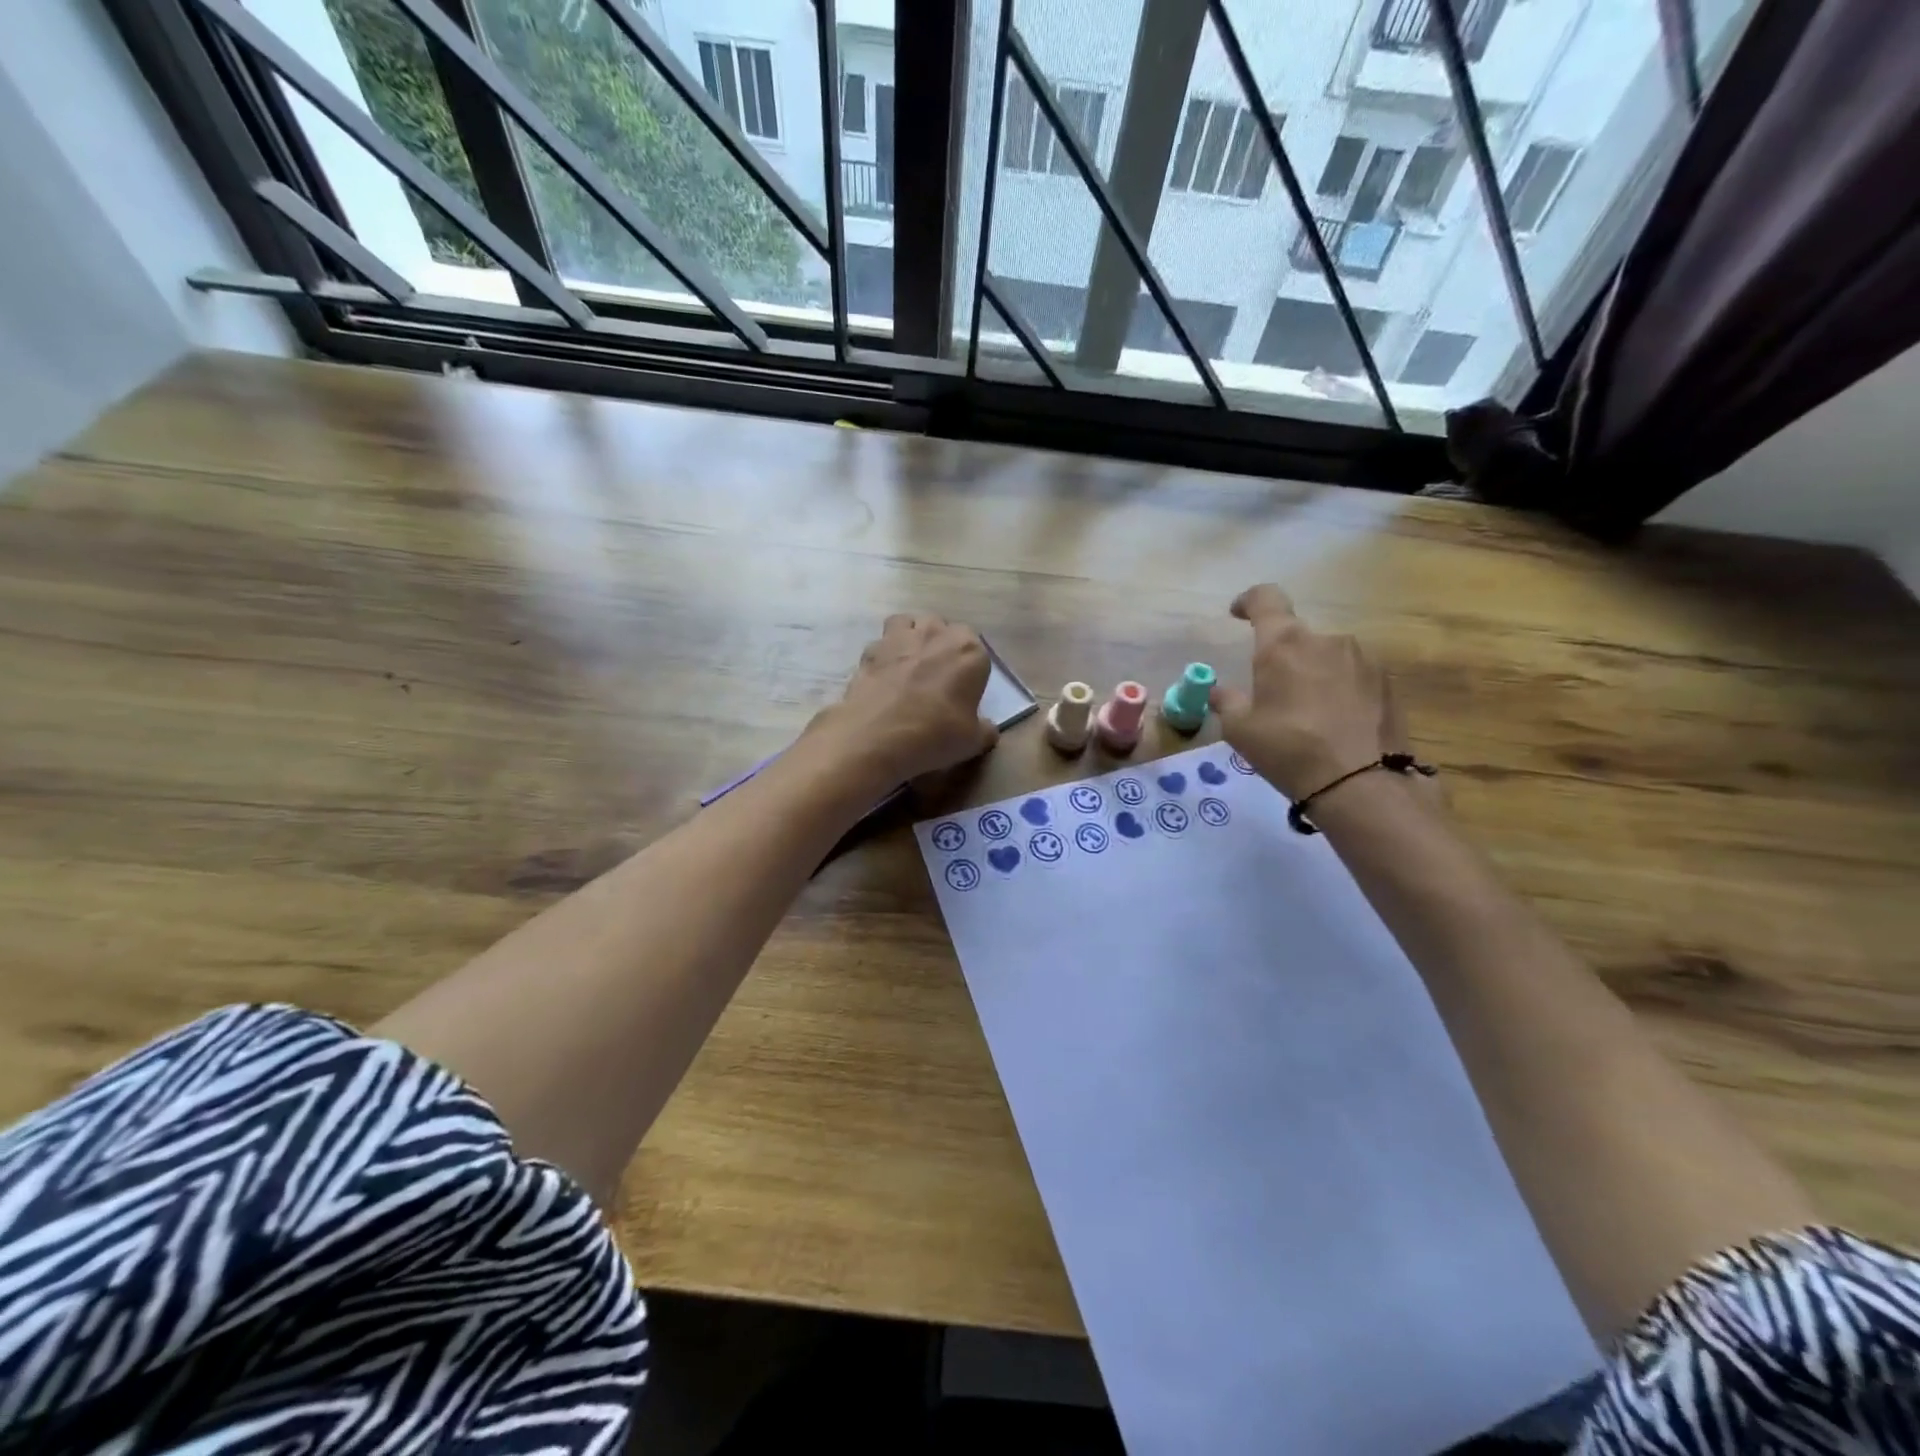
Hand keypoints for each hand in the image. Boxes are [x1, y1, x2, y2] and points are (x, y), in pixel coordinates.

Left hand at [810, 614, 997, 785]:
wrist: (877, 737)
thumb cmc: (935, 734)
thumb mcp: (973, 741)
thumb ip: (984, 729)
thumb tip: (986, 729)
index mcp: (969, 651)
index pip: (977, 651)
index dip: (970, 670)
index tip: (964, 691)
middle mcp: (936, 634)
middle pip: (942, 629)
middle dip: (941, 646)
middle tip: (937, 678)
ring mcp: (900, 638)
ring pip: (910, 624)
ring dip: (912, 638)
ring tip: (909, 666)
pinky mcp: (870, 649)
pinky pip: (882, 643)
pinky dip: (884, 655)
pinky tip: (884, 678)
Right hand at [1209, 584, 1404, 801]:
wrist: (1361, 783)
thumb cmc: (1288, 749)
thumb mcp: (1240, 730)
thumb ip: (1227, 702)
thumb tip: (1219, 691)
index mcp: (1284, 644)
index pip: (1266, 599)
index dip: (1248, 601)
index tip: (1237, 613)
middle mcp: (1326, 640)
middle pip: (1297, 636)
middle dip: (1282, 656)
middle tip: (1271, 692)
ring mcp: (1363, 658)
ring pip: (1326, 656)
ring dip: (1312, 673)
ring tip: (1306, 712)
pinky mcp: (1387, 682)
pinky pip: (1352, 675)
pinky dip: (1338, 689)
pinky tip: (1334, 722)